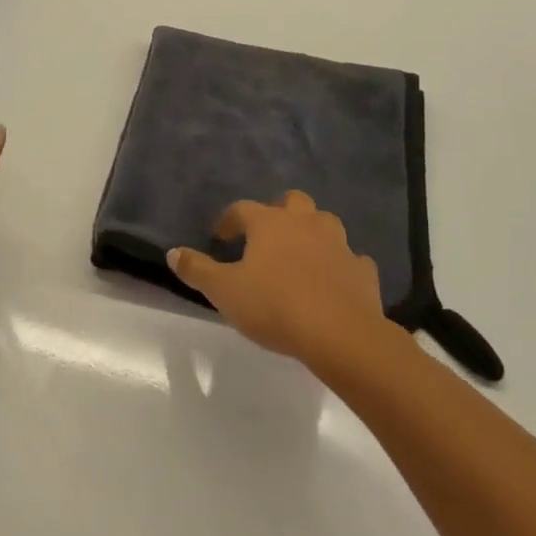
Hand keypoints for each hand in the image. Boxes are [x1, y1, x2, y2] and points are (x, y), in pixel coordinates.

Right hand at [167, 190, 398, 372]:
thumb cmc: (275, 306)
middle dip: (278, 213)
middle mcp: (305, 222)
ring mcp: (338, 243)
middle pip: (292, 202)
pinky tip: (334, 280)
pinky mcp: (362, 269)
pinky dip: (341, 264)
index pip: (242, 209)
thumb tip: (173, 252)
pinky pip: (351, 258)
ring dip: (312, 232)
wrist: (340, 333)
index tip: (220, 237)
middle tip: (266, 236)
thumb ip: (198, 270)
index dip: (228, 220)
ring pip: (325, 223)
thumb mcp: (225, 291)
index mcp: (270, 223)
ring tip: (301, 254)